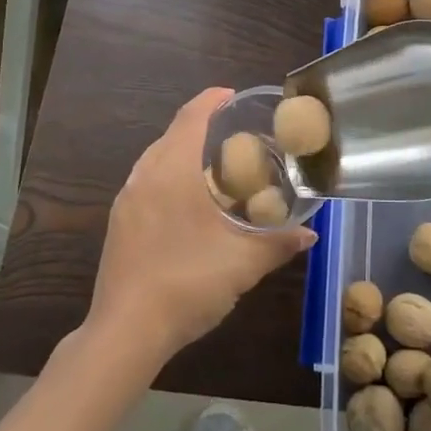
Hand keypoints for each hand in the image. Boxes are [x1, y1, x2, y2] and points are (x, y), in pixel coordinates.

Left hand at [86, 87, 316, 368]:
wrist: (125, 333)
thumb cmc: (187, 283)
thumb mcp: (243, 264)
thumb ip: (279, 243)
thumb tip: (310, 234)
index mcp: (172, 170)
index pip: (191, 115)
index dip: (213, 99)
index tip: (235, 96)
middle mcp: (144, 175)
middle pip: (174, 134)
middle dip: (204, 128)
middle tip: (239, 138)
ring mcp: (127, 200)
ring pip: (158, 160)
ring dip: (186, 154)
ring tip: (218, 169)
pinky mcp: (120, 223)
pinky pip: (148, 183)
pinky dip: (171, 178)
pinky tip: (191, 206)